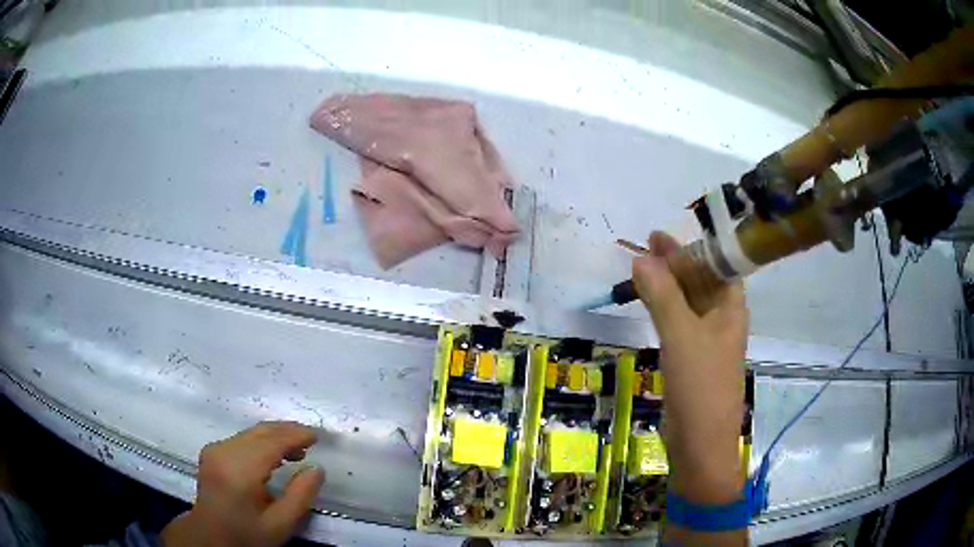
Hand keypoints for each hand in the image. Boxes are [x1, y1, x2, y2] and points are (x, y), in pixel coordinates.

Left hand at [161, 421, 324, 546]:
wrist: (210, 536)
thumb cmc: (247, 535)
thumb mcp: (280, 525)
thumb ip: (301, 496)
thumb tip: (316, 469)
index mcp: (239, 470)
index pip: (271, 442)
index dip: (296, 435)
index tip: (318, 436)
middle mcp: (223, 451)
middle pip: (260, 431)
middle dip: (288, 431)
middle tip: (312, 441)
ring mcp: (214, 449)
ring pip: (251, 432)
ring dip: (275, 436)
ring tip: (297, 451)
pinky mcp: (212, 451)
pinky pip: (242, 438)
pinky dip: (262, 441)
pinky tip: (273, 455)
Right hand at [633, 231, 747, 503]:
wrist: (700, 442)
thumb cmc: (699, 384)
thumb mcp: (681, 335)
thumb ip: (662, 296)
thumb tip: (641, 258)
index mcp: (731, 308)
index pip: (717, 265)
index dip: (692, 247)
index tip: (662, 235)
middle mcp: (723, 319)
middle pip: (702, 281)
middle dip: (676, 263)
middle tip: (646, 244)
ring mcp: (707, 340)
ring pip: (689, 302)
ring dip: (668, 284)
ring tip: (643, 266)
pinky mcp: (692, 358)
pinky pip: (679, 323)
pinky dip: (664, 309)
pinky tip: (649, 301)